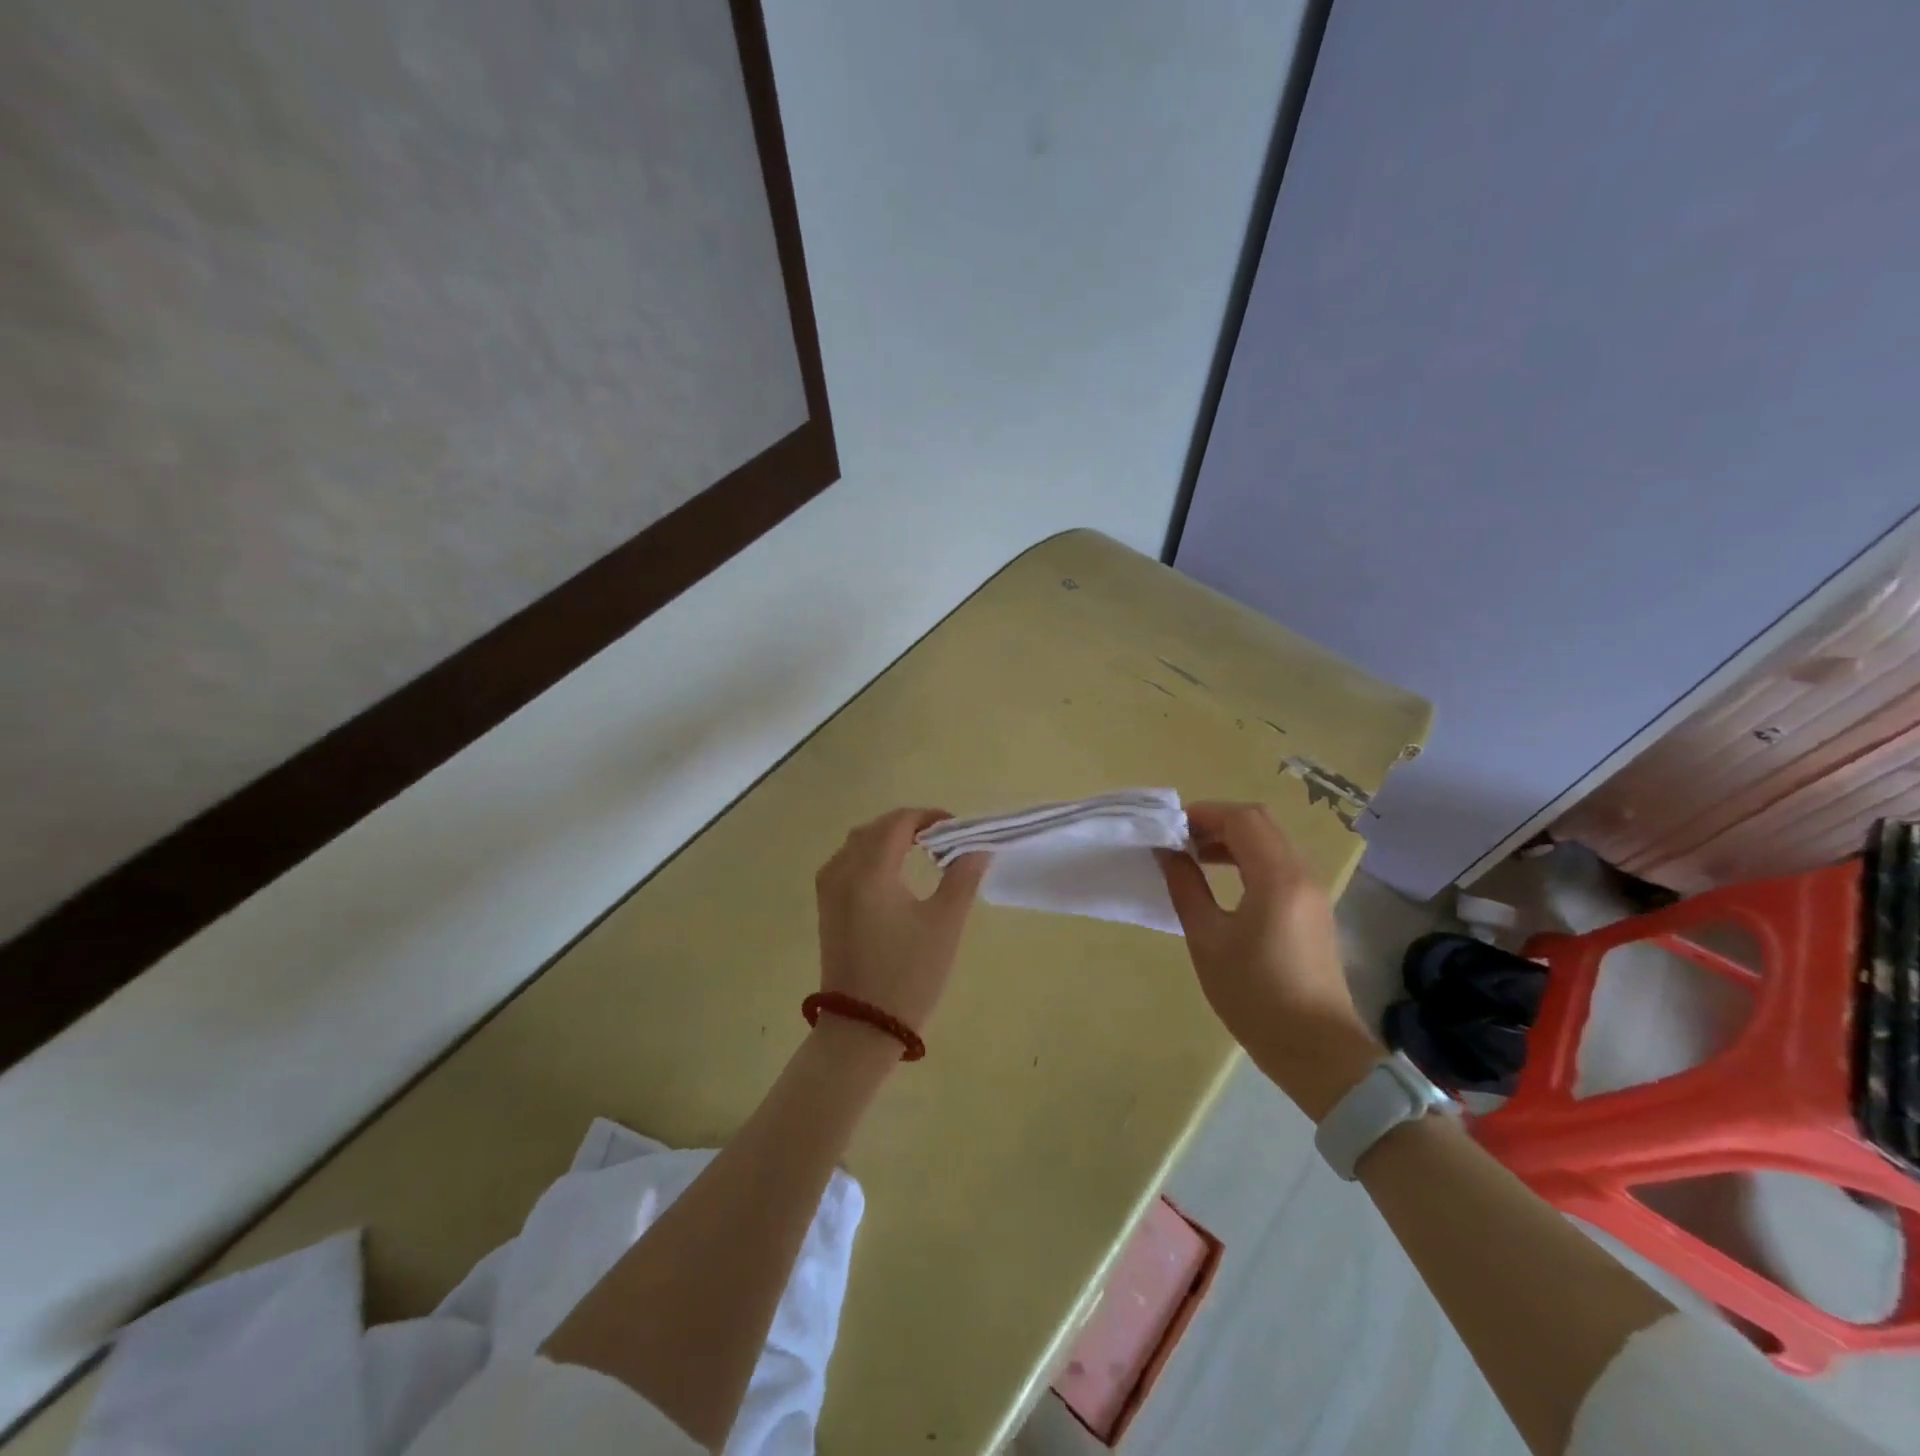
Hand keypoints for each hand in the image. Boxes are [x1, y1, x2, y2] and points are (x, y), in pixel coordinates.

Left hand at [814, 808, 988, 1038]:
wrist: (862, 1028)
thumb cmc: (909, 974)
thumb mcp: (944, 924)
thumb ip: (962, 876)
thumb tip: (977, 846)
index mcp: (870, 871)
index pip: (899, 822)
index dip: (929, 817)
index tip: (956, 829)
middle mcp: (842, 871)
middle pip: (875, 828)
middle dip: (909, 824)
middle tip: (943, 839)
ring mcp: (828, 889)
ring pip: (856, 842)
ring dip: (887, 837)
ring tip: (920, 851)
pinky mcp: (826, 907)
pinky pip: (845, 862)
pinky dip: (869, 854)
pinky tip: (891, 873)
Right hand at [1157, 802, 1381, 1117]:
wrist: (1316, 1050)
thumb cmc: (1254, 995)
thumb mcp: (1207, 939)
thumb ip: (1185, 887)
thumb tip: (1168, 853)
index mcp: (1277, 877)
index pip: (1242, 819)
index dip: (1203, 814)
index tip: (1169, 829)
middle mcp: (1301, 874)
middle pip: (1259, 824)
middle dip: (1216, 823)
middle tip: (1179, 842)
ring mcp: (1312, 892)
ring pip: (1271, 843)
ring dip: (1232, 841)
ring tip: (1194, 859)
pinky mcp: (1313, 910)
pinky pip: (1279, 865)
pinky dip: (1248, 860)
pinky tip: (1222, 882)